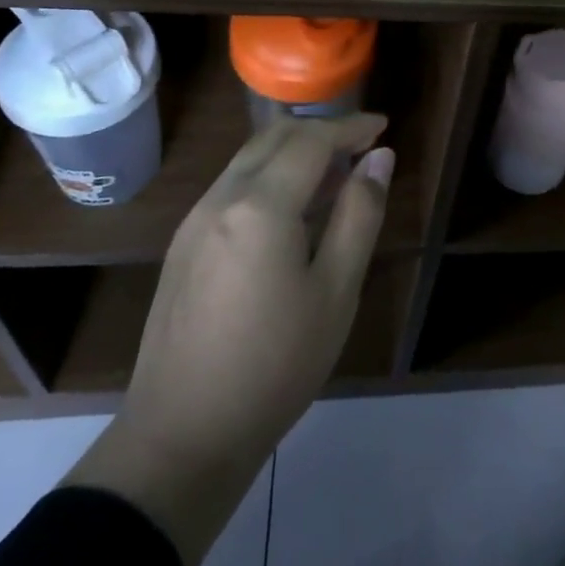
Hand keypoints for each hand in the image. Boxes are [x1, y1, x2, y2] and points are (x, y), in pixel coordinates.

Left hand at [65, 114, 392, 565]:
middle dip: (321, 131)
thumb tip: (380, 158)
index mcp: (260, 206)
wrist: (181, 438)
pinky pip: (232, 186)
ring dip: (293, 152)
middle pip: (275, 137)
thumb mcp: (336, 290)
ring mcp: (194, 220)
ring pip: (249, 158)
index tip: (383, 127)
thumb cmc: (275, 365)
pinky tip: (292, 210)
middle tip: (361, 147)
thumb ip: (360, 214)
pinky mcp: (183, 244)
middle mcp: (221, 198)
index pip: (312, 140)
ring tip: (334, 175)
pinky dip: (268, 176)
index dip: (351, 127)